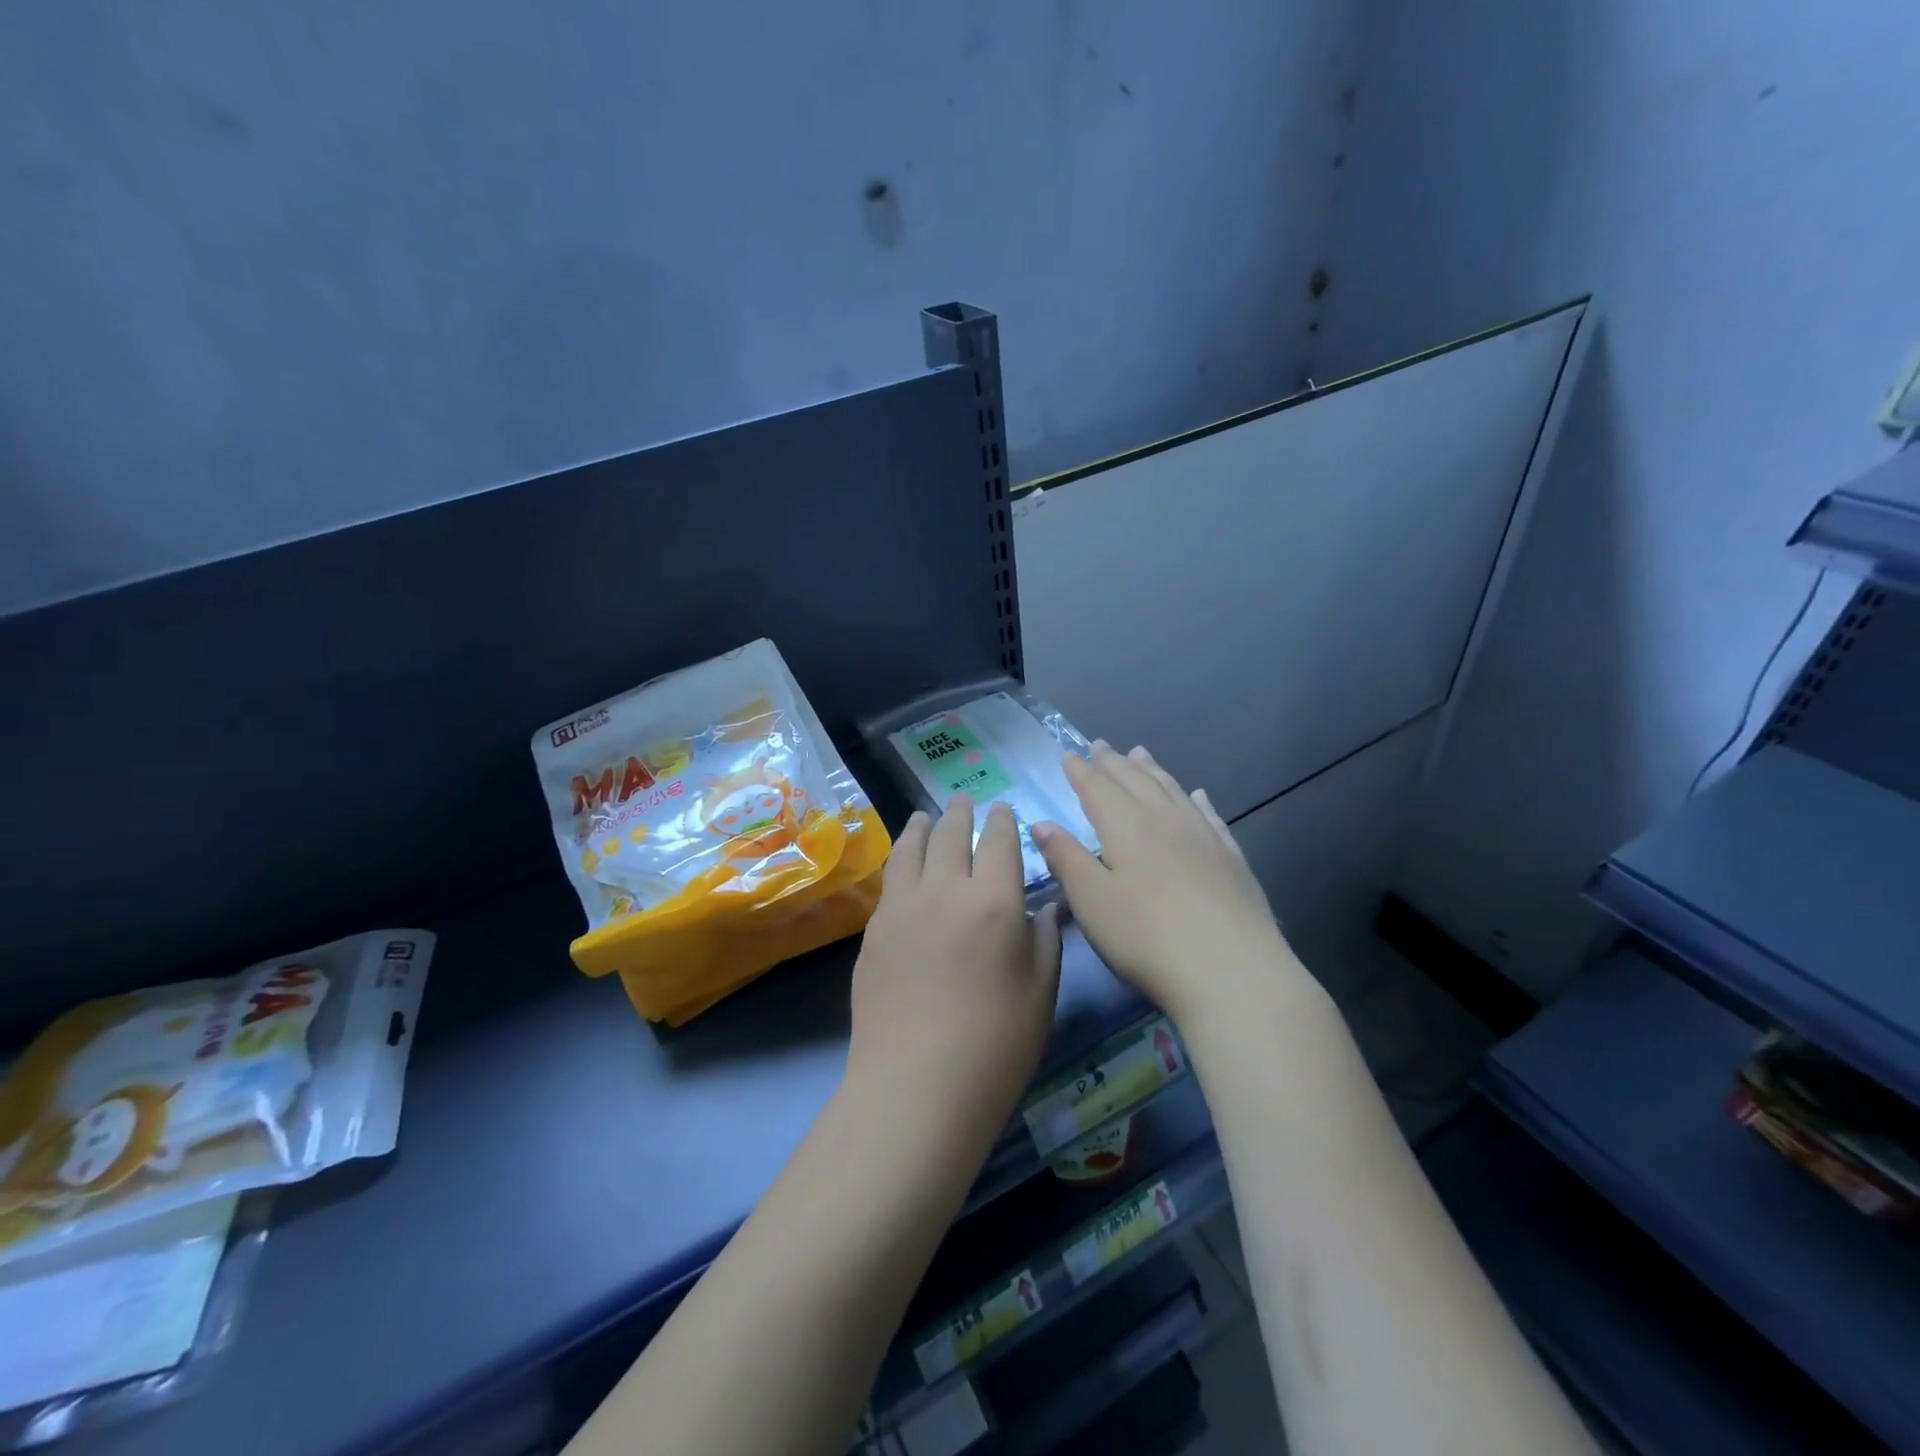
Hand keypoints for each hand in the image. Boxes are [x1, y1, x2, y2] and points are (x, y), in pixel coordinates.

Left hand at [847, 797, 1062, 1149]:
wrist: (917, 1084)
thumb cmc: (996, 1044)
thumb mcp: (1041, 991)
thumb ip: (1044, 939)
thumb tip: (1045, 905)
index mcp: (995, 901)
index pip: (999, 842)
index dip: (1003, 821)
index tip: (1003, 810)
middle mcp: (947, 889)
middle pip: (952, 834)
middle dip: (962, 813)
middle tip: (964, 801)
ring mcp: (904, 905)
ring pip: (912, 847)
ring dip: (923, 826)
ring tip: (926, 816)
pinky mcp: (875, 928)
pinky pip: (891, 878)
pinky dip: (901, 857)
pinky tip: (904, 862)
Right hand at [1033, 743, 1307, 1028]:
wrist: (1231, 970)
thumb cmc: (1146, 936)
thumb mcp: (1092, 900)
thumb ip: (1067, 858)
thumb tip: (1043, 824)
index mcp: (1126, 826)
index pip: (1098, 788)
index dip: (1081, 771)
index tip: (1068, 755)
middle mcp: (1165, 820)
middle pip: (1136, 781)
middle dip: (1114, 763)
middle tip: (1101, 745)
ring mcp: (1203, 837)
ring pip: (1173, 791)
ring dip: (1153, 771)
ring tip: (1141, 754)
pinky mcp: (1232, 859)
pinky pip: (1210, 816)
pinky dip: (1197, 801)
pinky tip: (1198, 795)